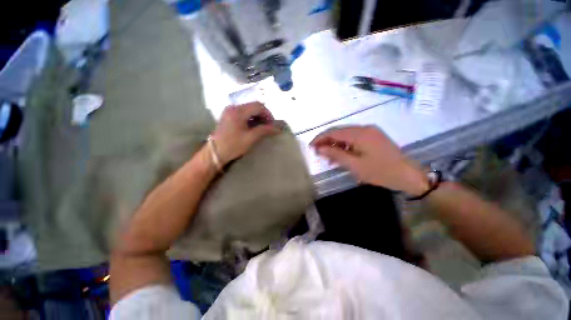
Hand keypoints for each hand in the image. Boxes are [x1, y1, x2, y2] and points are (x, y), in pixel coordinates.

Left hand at [211, 102, 278, 164]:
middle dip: (263, 115)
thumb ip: (264, 130)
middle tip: (269, 126)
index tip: (272, 124)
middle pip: (253, 106)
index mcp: (238, 111)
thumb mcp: (250, 138)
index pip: (258, 106)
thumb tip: (277, 128)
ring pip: (249, 109)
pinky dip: (251, 118)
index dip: (268, 114)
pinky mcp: (228, 115)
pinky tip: (253, 126)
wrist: (215, 152)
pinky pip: (243, 113)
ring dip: (258, 116)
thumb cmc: (233, 146)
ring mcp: (229, 110)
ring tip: (262, 127)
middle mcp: (233, 107)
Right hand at [311, 126, 428, 195]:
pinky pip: (355, 139)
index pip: (334, 132)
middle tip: (317, 152)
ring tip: (328, 157)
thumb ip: (336, 155)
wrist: (409, 176)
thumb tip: (320, 149)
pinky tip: (341, 156)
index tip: (311, 147)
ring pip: (346, 135)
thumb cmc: (381, 172)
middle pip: (339, 132)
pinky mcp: (374, 137)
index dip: (320, 138)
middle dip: (327, 141)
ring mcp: (370, 132)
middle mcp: (365, 128)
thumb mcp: (355, 165)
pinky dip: (345, 146)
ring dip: (336, 145)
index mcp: (360, 134)